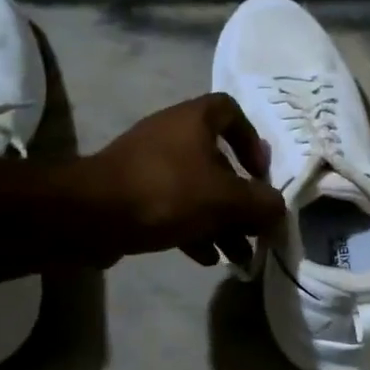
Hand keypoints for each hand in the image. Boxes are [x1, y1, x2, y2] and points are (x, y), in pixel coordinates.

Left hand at [88, 94, 284, 265]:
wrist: (90, 215)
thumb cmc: (166, 192)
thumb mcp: (225, 199)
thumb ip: (260, 203)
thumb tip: (279, 210)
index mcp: (193, 121)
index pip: (230, 111)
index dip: (251, 139)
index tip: (260, 172)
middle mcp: (171, 136)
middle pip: (218, 162)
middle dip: (240, 198)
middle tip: (255, 227)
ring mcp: (149, 166)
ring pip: (197, 190)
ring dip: (220, 221)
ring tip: (238, 255)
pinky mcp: (132, 194)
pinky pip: (173, 208)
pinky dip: (193, 230)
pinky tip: (206, 258)